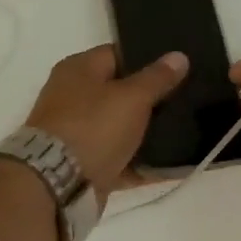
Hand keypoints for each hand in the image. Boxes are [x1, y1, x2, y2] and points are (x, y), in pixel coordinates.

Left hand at [25, 45, 188, 203]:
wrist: (55, 185)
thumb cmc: (93, 127)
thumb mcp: (133, 97)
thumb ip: (157, 78)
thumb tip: (179, 56)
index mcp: (79, 69)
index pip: (118, 54)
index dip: (148, 59)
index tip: (177, 68)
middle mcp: (73, 97)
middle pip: (120, 92)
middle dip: (151, 98)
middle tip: (185, 99)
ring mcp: (76, 133)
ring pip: (121, 128)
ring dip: (148, 133)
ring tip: (184, 131)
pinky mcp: (83, 165)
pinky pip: (120, 159)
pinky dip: (141, 163)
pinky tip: (172, 166)